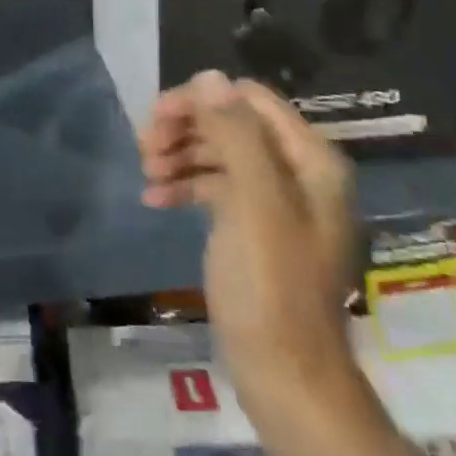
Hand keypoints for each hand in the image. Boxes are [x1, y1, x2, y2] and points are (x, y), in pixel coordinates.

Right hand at [139, 71, 355, 423]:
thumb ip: (235, 135)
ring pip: (220, 154)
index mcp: (311, 160)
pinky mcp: (255, 228)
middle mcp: (297, 172)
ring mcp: (276, 202)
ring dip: (180, 155)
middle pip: (232, 123)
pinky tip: (154, 199)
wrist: (285, 378)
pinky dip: (185, 186)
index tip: (157, 118)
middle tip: (144, 145)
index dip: (201, 100)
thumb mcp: (253, 203)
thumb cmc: (271, 286)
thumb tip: (208, 77)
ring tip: (146, 173)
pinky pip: (217, 188)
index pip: (249, 99)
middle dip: (186, 128)